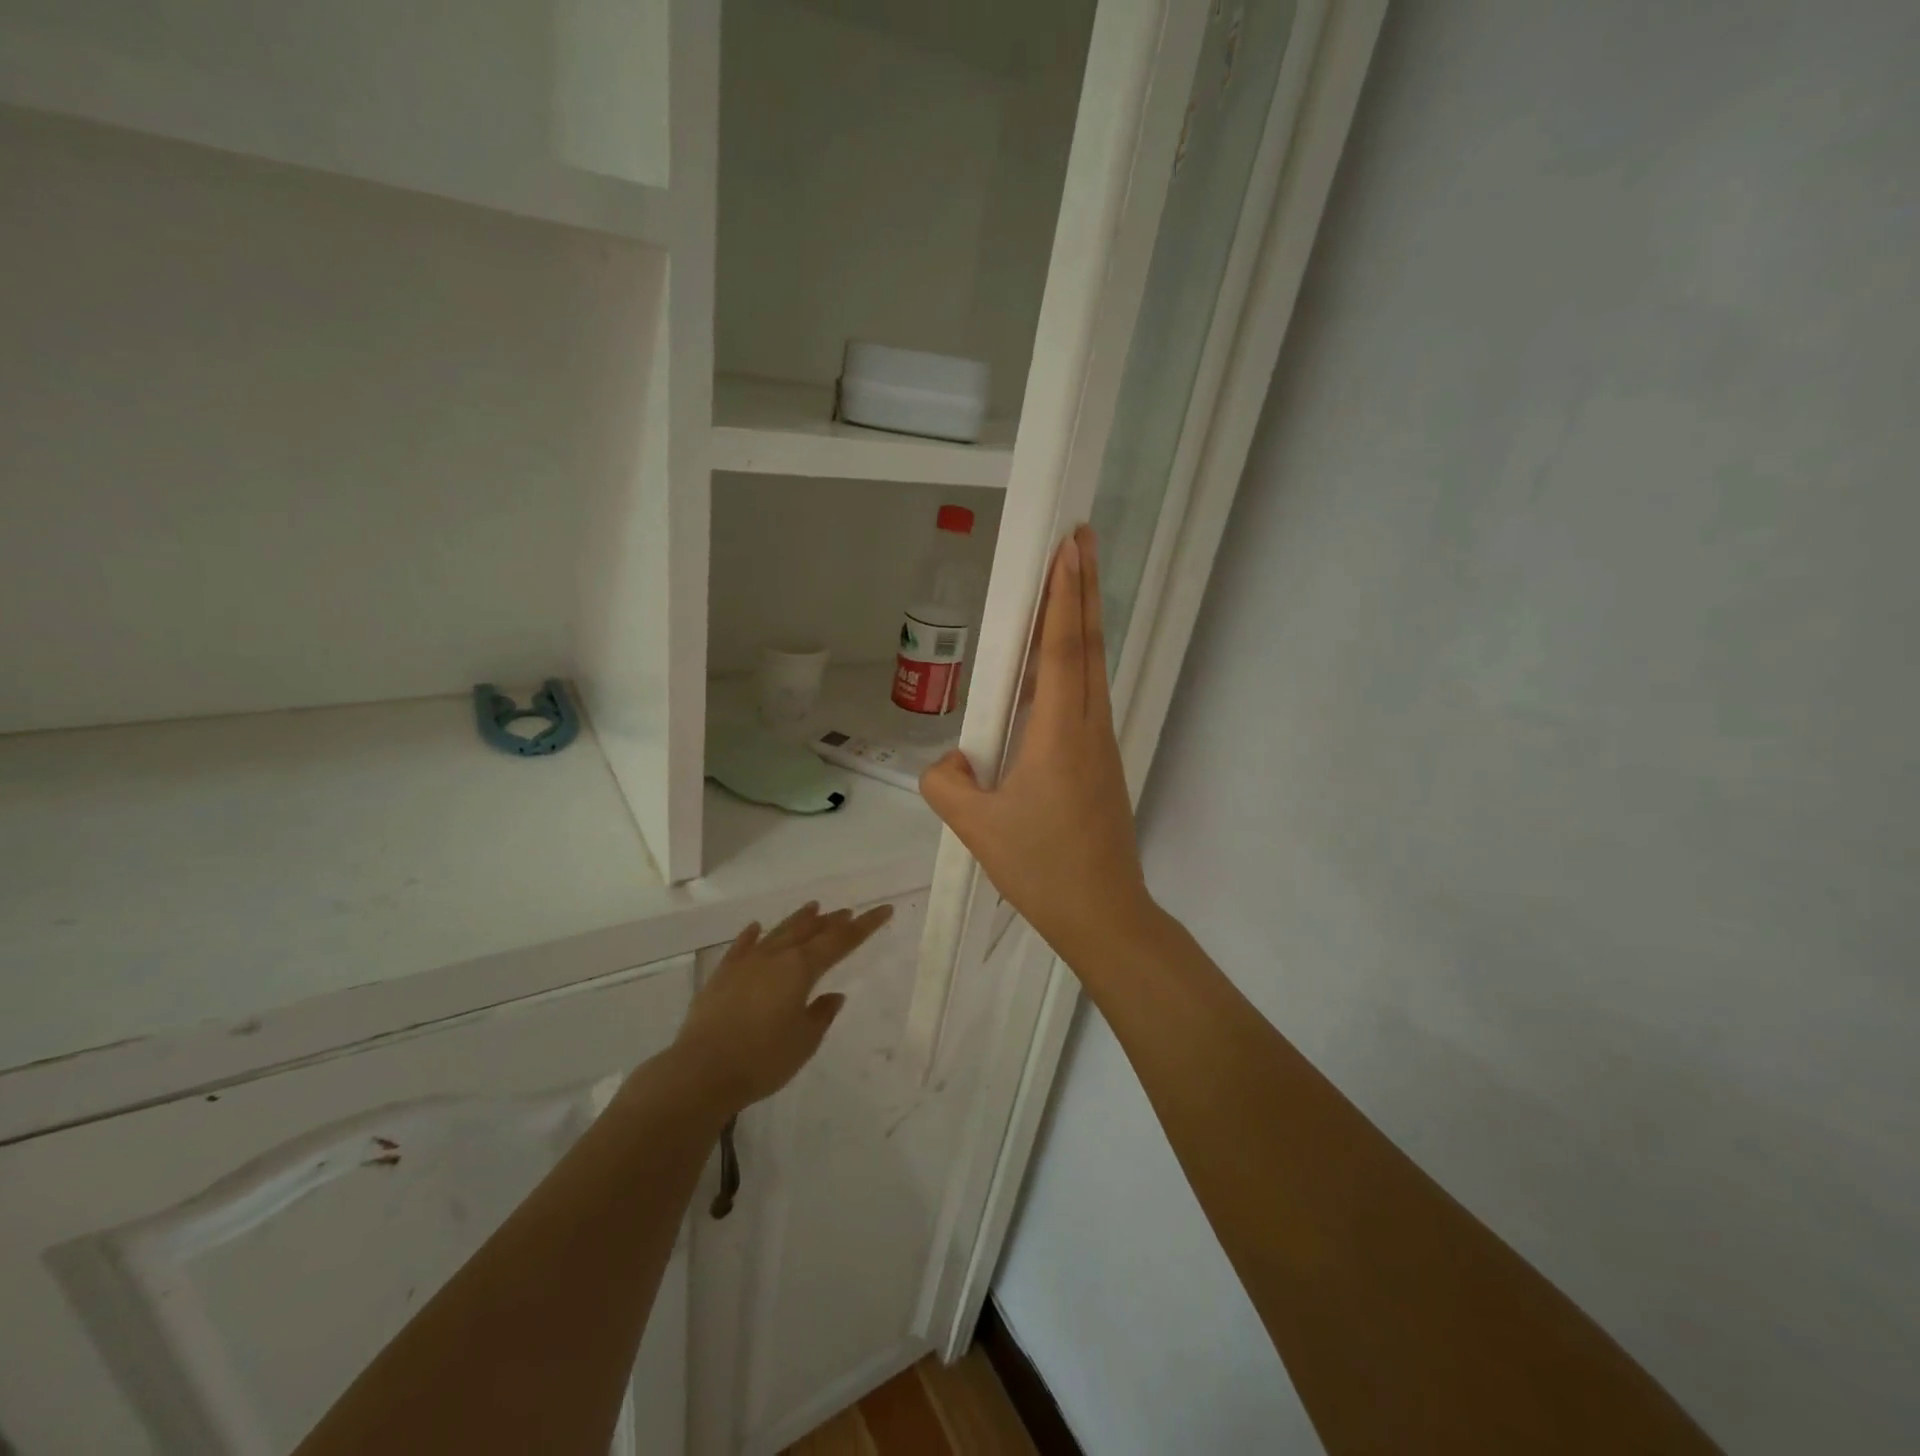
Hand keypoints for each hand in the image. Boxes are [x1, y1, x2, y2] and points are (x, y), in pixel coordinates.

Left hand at [668, 900, 893, 1114]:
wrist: (700, 1072)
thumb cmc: (762, 1059)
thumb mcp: (804, 1041)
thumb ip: (821, 1015)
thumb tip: (833, 996)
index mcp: (801, 969)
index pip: (840, 941)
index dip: (865, 926)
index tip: (884, 909)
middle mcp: (775, 957)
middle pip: (809, 931)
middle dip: (831, 921)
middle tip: (848, 912)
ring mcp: (745, 963)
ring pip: (778, 933)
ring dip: (798, 920)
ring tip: (814, 907)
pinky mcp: (721, 976)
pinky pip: (741, 947)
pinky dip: (752, 935)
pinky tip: (756, 927)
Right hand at [919, 526, 1152, 962]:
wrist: (1102, 912)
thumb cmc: (1040, 867)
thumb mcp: (975, 827)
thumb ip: (945, 782)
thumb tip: (947, 759)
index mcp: (1060, 733)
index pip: (1062, 648)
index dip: (1064, 595)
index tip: (1067, 547)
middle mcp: (1088, 727)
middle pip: (1087, 645)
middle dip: (1084, 588)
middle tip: (1081, 539)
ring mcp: (1100, 743)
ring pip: (1092, 669)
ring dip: (1083, 620)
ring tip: (1073, 582)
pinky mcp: (1101, 761)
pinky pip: (1087, 697)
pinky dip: (1077, 662)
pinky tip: (1062, 661)